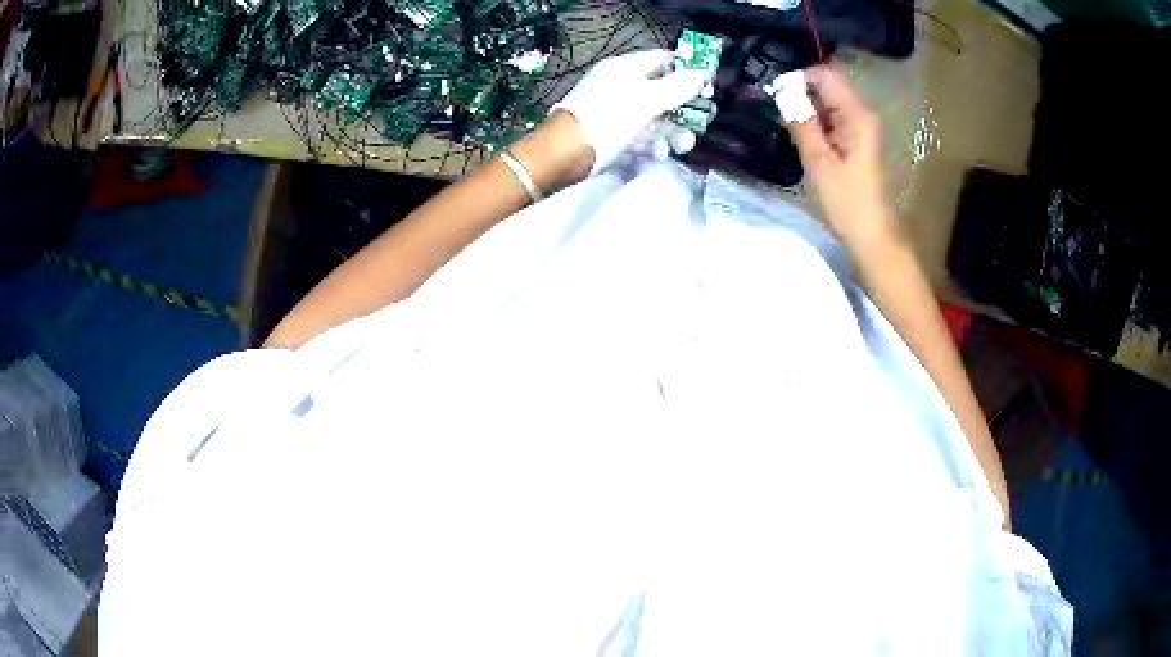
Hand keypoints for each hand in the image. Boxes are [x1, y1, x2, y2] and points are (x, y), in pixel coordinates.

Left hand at [554, 50, 706, 173]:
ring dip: (673, 131)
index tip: (706, 89)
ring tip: (682, 146)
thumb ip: (677, 87)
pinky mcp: (615, 136)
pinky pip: (642, 136)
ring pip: (656, 118)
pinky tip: (656, 154)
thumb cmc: (606, 119)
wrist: (565, 156)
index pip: (663, 60)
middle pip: (664, 92)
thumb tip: (702, 74)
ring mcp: (618, 112)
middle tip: (701, 124)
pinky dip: (653, 145)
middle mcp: (622, 87)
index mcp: (625, 69)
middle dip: (685, 110)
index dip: (687, 71)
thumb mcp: (645, 100)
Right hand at [788, 66, 898, 250]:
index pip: (826, 75)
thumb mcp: (819, 161)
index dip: (799, 78)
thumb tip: (782, 91)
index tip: (775, 94)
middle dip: (800, 93)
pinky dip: (815, 124)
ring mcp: (861, 130)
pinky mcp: (857, 143)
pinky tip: (801, 139)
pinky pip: (833, 121)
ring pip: (829, 104)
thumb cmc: (848, 201)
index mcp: (858, 115)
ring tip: (784, 125)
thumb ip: (801, 122)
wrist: (872, 237)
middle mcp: (863, 115)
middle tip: (775, 110)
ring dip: (806, 110)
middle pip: (828, 87)